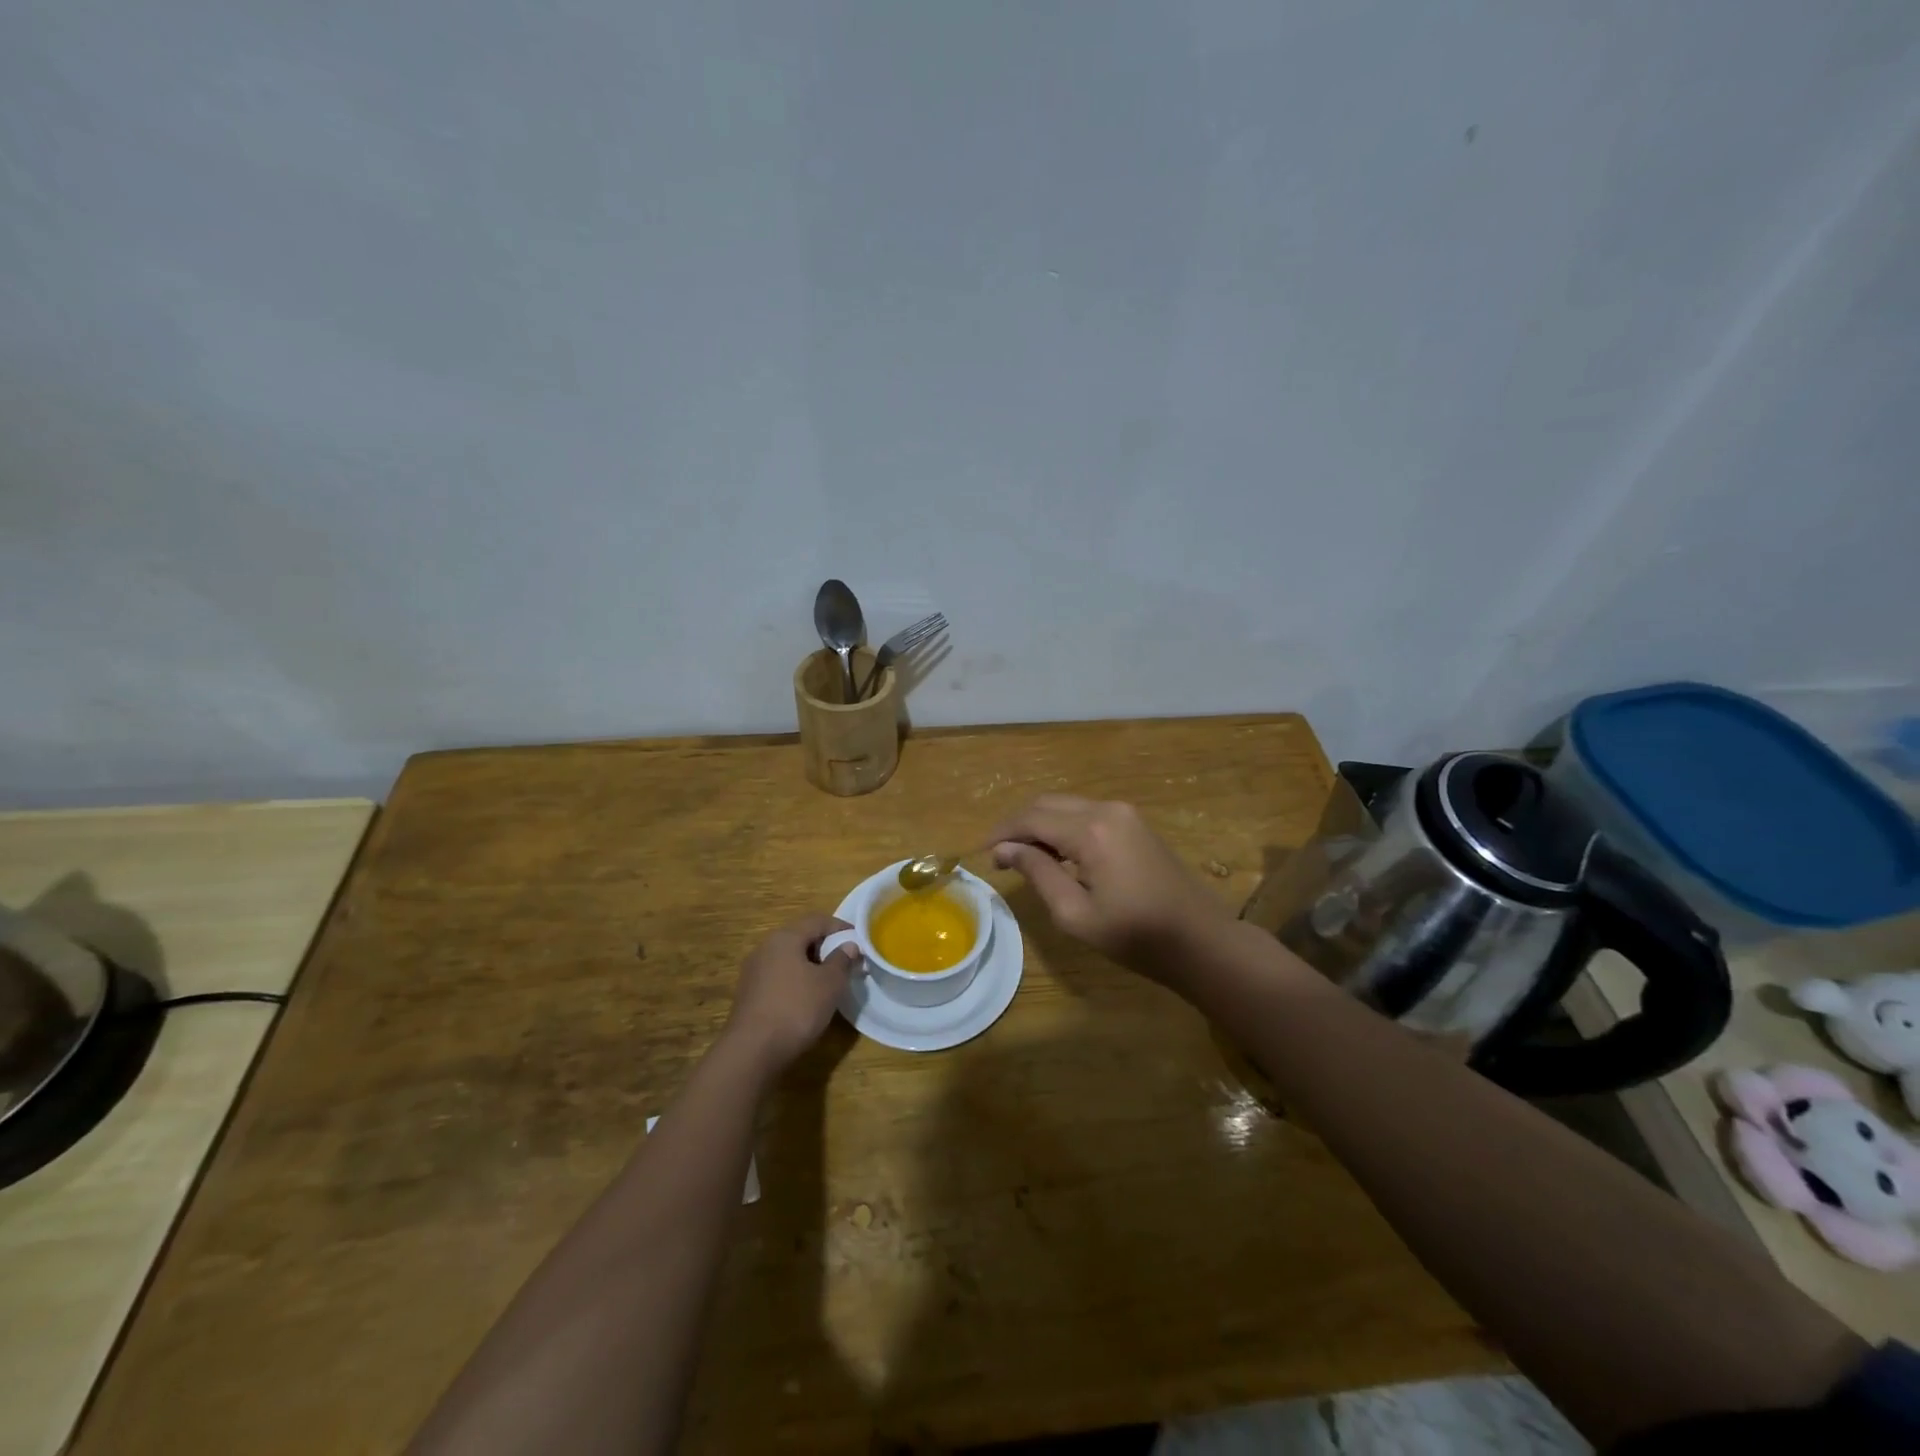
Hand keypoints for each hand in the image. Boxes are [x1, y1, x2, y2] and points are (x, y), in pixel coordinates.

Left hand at [723, 915, 856, 1073]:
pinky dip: (796, 980)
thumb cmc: (796, 1008)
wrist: (752, 1051)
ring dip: (811, 965)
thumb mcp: (830, 983)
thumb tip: (849, 945)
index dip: (840, 927)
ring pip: (789, 959)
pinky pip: (779, 977)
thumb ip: (842, 960)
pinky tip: (807, 999)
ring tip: (829, 982)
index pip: (817, 920)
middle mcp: (765, 948)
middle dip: (826, 947)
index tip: (859, 940)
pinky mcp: (749, 994)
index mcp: (785, 938)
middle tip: (846, 962)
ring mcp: (753, 971)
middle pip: (801, 937)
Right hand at [988, 795, 1230, 977]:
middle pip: (1048, 803)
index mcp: (1092, 831)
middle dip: (1019, 826)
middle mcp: (1107, 809)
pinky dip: (1064, 827)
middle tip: (1001, 858)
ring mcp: (1125, 813)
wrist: (1201, 941)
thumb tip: (1003, 849)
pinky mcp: (1135, 823)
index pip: (1032, 818)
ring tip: (1024, 859)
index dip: (1003, 833)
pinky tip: (1057, 855)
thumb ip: (1037, 873)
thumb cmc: (1135, 936)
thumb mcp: (1075, 914)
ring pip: (1067, 806)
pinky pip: (1087, 814)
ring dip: (1041, 825)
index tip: (983, 854)